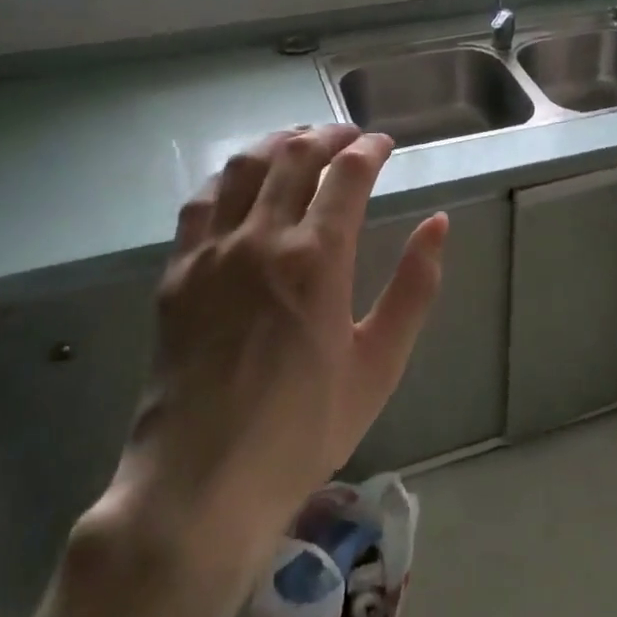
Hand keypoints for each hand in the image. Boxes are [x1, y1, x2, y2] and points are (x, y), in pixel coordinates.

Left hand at [101, 126, 448, 556]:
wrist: (203, 482)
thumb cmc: (304, 429)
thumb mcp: (379, 364)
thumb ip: (414, 287)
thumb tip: (439, 223)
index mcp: (317, 259)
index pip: (347, 174)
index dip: (370, 149)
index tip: (384, 145)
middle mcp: (261, 239)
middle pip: (294, 157)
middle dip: (327, 134)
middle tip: (348, 135)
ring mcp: (211, 252)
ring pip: (244, 167)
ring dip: (276, 144)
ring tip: (299, 142)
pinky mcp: (178, 272)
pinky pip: (202, 201)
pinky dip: (229, 177)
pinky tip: (241, 181)